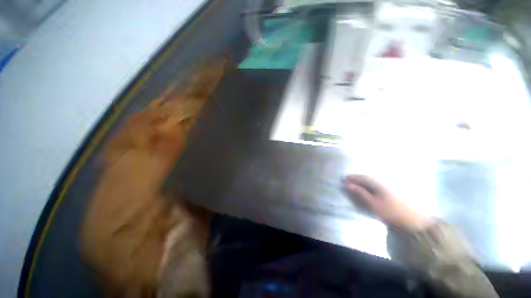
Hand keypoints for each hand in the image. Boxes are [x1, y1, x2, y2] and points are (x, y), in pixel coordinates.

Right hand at [342, 175, 431, 230]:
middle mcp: (382, 181)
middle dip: (356, 178)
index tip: (343, 179)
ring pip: (371, 180)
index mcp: (377, 183)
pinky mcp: (391, 190)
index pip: (361, 177)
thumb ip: (361, 193)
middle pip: (366, 177)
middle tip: (347, 180)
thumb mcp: (373, 204)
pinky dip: (369, 183)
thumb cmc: (390, 211)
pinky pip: (376, 183)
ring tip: (355, 182)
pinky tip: (367, 186)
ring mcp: (388, 185)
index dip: (351, 178)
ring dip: (362, 180)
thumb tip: (349, 185)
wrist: (413, 219)